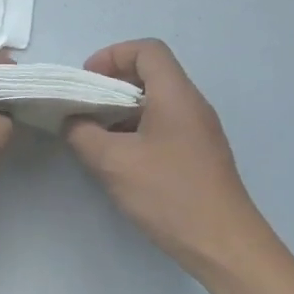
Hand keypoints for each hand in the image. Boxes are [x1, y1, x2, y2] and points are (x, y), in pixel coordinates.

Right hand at [64, 39, 266, 281]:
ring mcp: (198, 131)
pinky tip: (117, 158)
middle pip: (151, 74)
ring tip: (93, 134)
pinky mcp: (198, 155)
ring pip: (155, 103)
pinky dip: (135, 130)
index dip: (112, 55)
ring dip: (121, 110)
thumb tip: (72, 121)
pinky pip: (163, 126)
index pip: (147, 50)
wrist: (222, 243)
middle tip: (82, 108)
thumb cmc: (168, 194)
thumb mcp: (113, 163)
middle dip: (111, 84)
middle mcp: (191, 105)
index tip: (85, 81)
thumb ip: (83, 134)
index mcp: (176, 95)